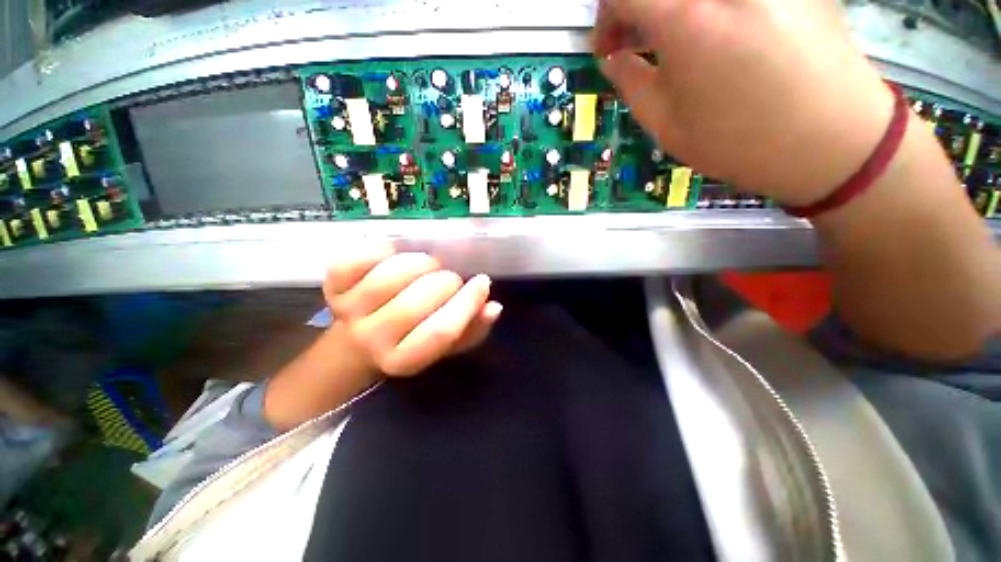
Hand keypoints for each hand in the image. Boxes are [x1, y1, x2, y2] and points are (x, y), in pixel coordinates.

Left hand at [323, 244, 501, 376]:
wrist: (357, 344)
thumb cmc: (411, 340)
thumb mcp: (446, 345)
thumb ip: (472, 328)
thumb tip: (493, 307)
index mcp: (404, 360)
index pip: (439, 333)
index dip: (466, 304)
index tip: (482, 282)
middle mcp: (372, 340)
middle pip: (411, 306)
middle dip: (444, 283)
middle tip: (451, 278)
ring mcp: (348, 313)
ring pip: (386, 280)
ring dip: (418, 264)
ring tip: (429, 265)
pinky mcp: (332, 288)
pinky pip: (353, 261)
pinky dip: (379, 250)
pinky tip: (395, 253)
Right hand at [592, 0, 893, 204]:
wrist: (832, 141)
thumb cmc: (739, 142)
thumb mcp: (668, 126)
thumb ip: (632, 85)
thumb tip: (613, 58)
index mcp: (688, 21)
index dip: (605, 18)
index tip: (607, 49)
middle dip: (637, 6)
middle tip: (636, 36)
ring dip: (674, 6)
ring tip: (674, 34)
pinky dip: (712, 8)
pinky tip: (716, 27)